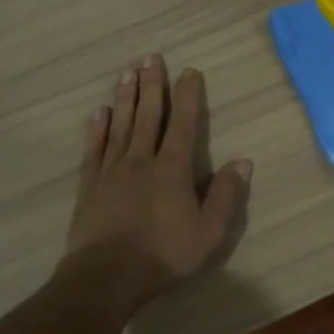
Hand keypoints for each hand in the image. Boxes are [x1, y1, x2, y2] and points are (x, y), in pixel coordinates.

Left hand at [64, 54, 251, 306]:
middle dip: (151, 84)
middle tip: (150, 57)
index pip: (183, 123)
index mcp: (172, 169)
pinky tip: (99, 113)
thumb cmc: (163, 255)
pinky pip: (94, 149)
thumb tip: (243, 161)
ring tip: (127, 72)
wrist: (106, 276)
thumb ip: (226, 196)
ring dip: (125, 97)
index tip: (189, 71)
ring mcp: (111, 170)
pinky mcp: (89, 185)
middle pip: (148, 115)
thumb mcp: (209, 232)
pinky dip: (97, 128)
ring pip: (120, 125)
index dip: (187, 95)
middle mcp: (141, 160)